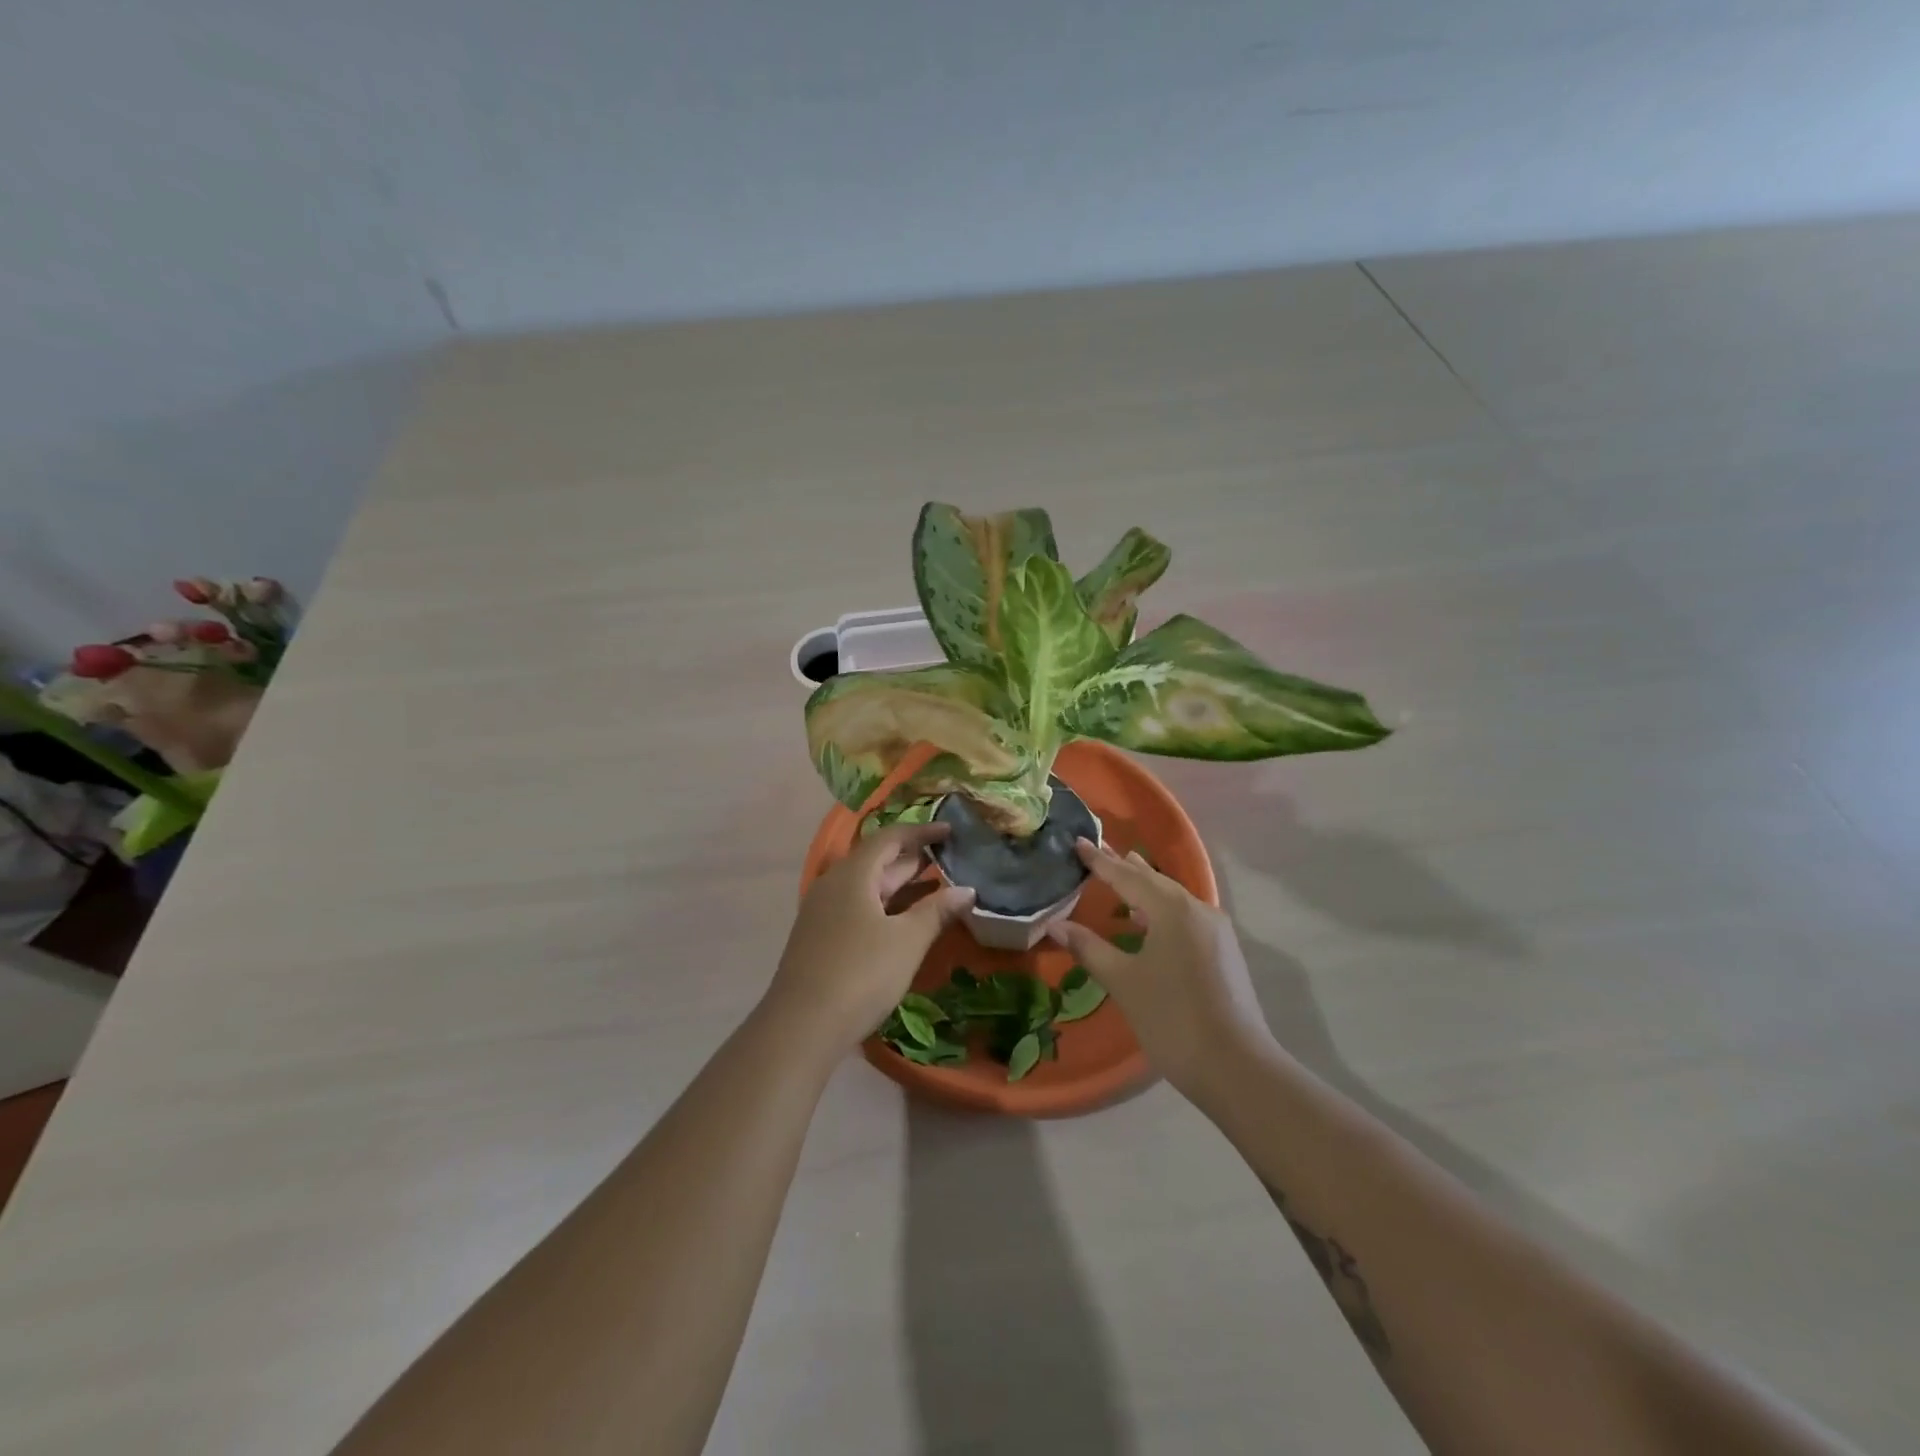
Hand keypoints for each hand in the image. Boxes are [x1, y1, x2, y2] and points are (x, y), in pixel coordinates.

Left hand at [768, 822, 975, 1048]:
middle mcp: (834, 885)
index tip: (951, 831)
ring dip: (901, 886)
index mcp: (853, 874)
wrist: (801, 1027)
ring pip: (868, 887)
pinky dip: (886, 907)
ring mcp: (823, 912)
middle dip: (914, 859)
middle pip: (877, 861)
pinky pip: (858, 908)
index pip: (890, 838)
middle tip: (951, 859)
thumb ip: (937, 911)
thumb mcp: (907, 941)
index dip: (922, 832)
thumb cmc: (860, 974)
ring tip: (938, 887)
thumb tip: (967, 890)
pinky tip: (906, 922)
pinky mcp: (820, 938)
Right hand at [1047, 839, 1276, 1096]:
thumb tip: (1055, 925)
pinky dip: (1161, 908)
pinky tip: (1149, 918)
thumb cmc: (1172, 1019)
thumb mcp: (1123, 982)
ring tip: (1123, 871)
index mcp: (1172, 910)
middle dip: (1124, 867)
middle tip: (1098, 850)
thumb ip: (1089, 948)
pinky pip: (1185, 915)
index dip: (1099, 861)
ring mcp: (1215, 930)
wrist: (1236, 1067)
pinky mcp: (1223, 951)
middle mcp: (1197, 910)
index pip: (1127, 876)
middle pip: (1154, 880)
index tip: (1077, 842)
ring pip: (1173, 897)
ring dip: (1145, 886)